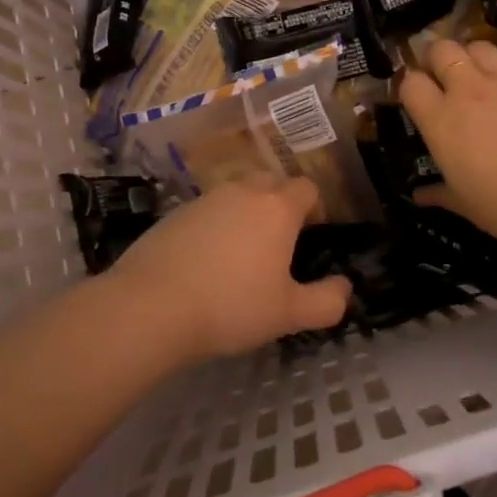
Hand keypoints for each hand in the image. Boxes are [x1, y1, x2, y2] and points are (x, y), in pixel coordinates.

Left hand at [107, 175, 350, 361]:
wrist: (150, 306)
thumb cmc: (231, 306)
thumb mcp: (288, 314)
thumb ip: (326, 301)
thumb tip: (345, 288)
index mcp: (277, 208)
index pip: (307, 188)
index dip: (314, 209)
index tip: (309, 238)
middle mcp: (243, 192)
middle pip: (271, 182)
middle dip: (280, 204)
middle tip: (278, 244)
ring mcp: (205, 199)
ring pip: (236, 195)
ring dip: (245, 213)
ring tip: (240, 254)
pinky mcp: (174, 213)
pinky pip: (207, 211)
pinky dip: (214, 226)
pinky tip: (204, 261)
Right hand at [399, 38, 496, 252]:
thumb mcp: (467, 206)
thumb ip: (440, 193)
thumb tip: (419, 195)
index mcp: (442, 121)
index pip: (410, 83)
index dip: (409, 85)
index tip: (416, 97)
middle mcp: (470, 91)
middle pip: (442, 49)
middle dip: (437, 57)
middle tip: (444, 76)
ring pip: (481, 46)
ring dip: (475, 57)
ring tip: (481, 76)